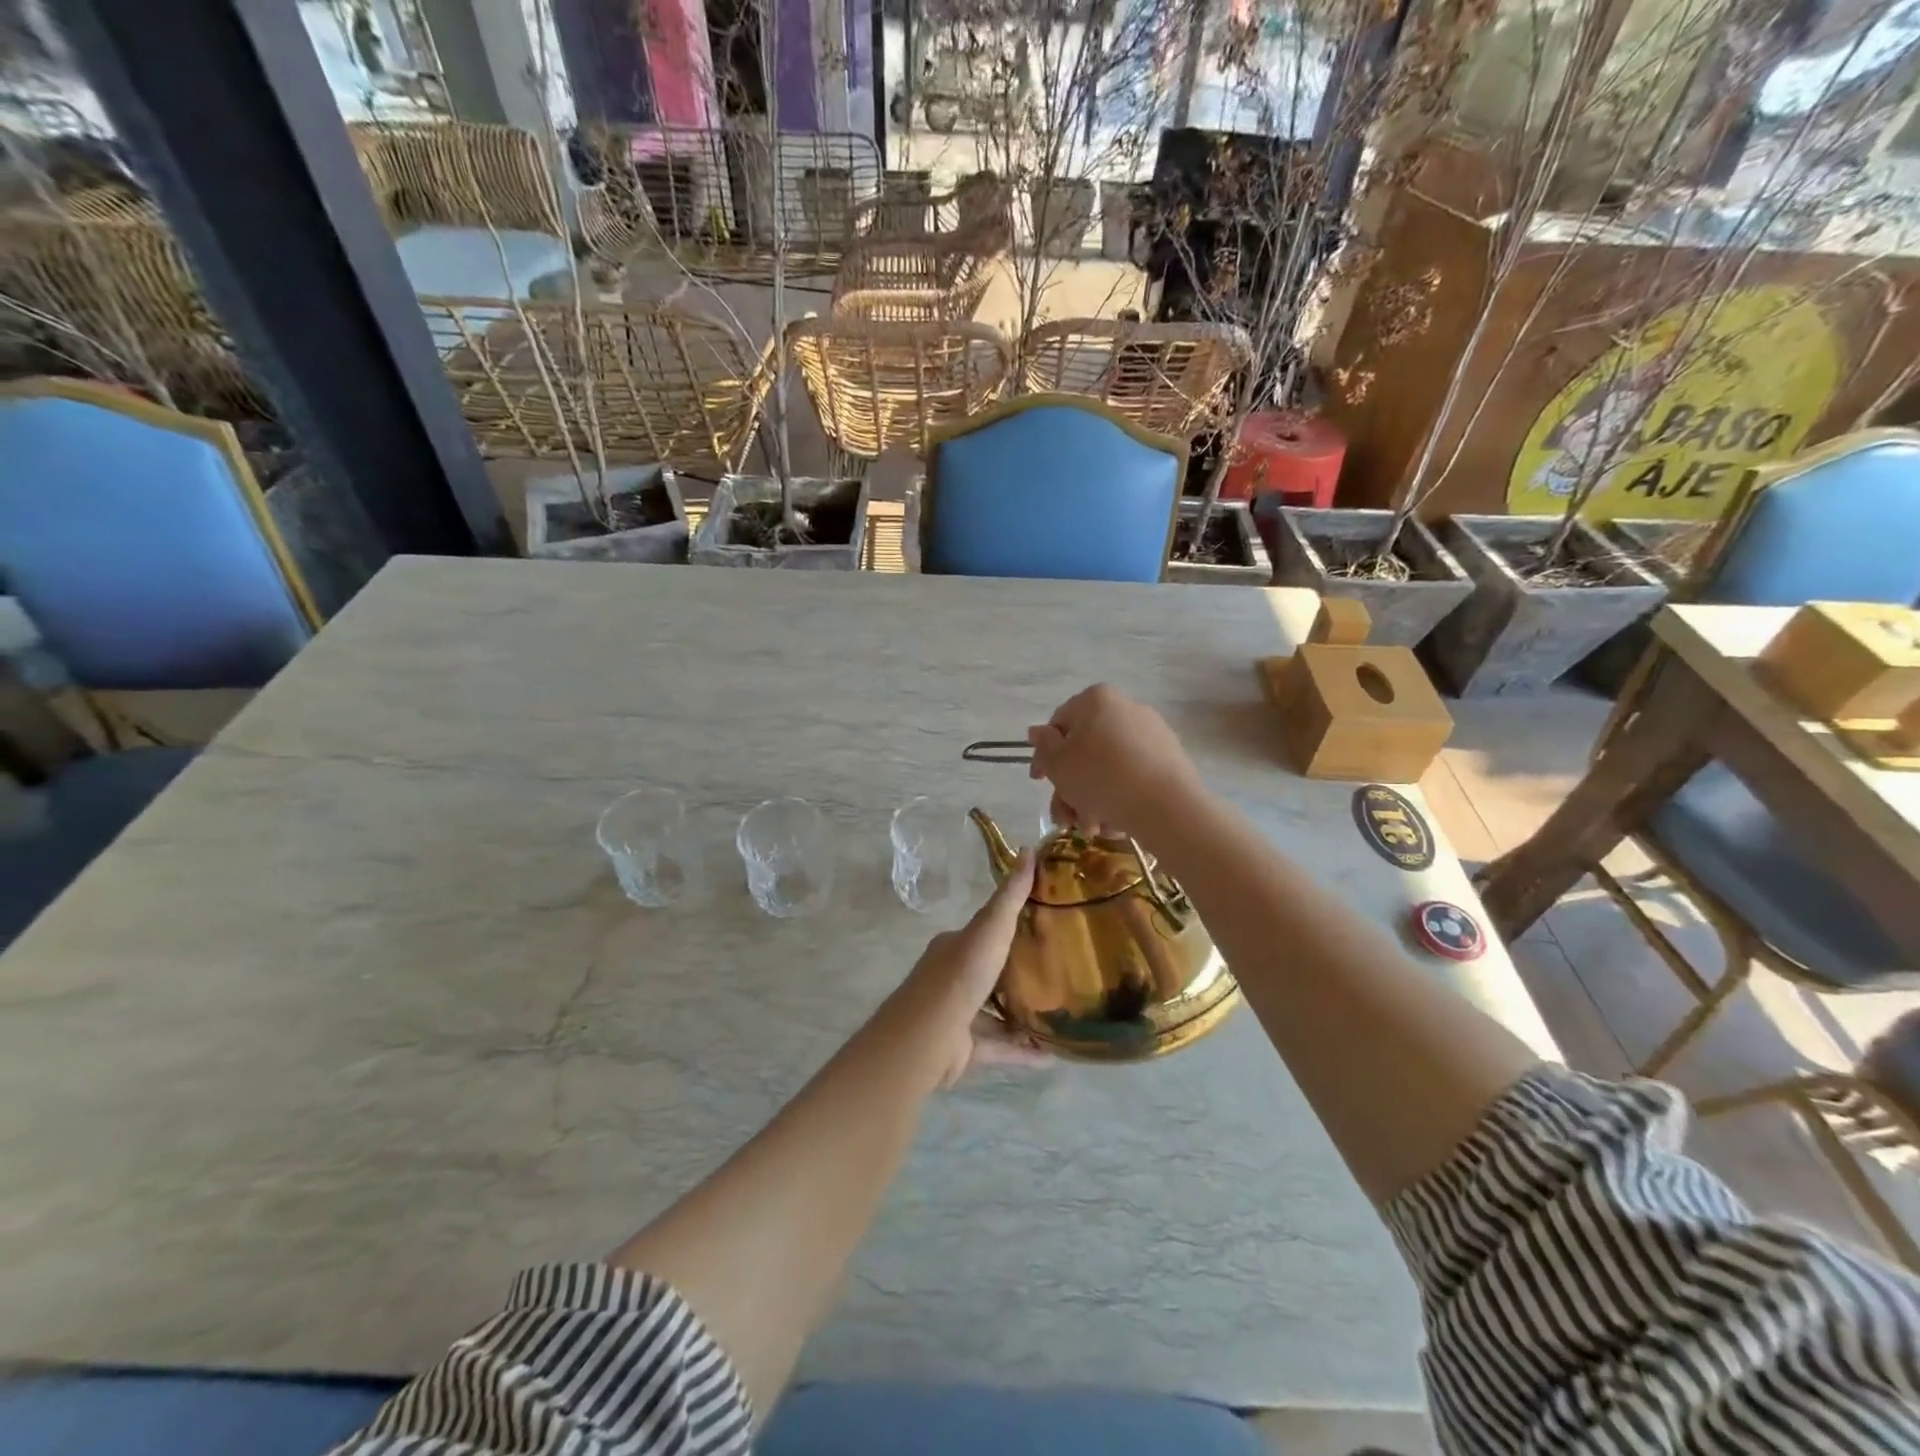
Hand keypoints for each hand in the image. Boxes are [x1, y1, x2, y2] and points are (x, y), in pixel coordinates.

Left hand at [897, 851, 1043, 1087]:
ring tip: (1059, 1013)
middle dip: (1019, 970)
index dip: (1010, 926)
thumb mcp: (990, 927)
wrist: (929, 1035)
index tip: (1044, 925)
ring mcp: (957, 1014)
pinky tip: (1052, 1055)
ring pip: (995, 1011)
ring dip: (1023, 1013)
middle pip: (991, 970)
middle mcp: (953, 977)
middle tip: (1059, 970)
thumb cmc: (960, 975)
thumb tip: (1029, 850)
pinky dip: (1023, 1050)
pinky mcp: (964, 1049)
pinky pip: (999, 1047)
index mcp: (954, 946)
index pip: (984, 930)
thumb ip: (1011, 895)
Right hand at [1026, 684, 1204, 842]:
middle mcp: (1125, 708)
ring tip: (1092, 829)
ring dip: (1092, 801)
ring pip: (1108, 769)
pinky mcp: (1170, 759)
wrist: (1166, 806)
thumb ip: (1043, 746)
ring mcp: (1151, 734)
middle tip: (1065, 819)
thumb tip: (1038, 731)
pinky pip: (1133, 777)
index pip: (1059, 724)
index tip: (1039, 783)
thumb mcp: (1058, 763)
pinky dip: (1118, 799)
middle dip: (1070, 789)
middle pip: (1085, 751)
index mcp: (1096, 700)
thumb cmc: (1100, 777)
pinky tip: (1115, 824)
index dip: (1044, 756)